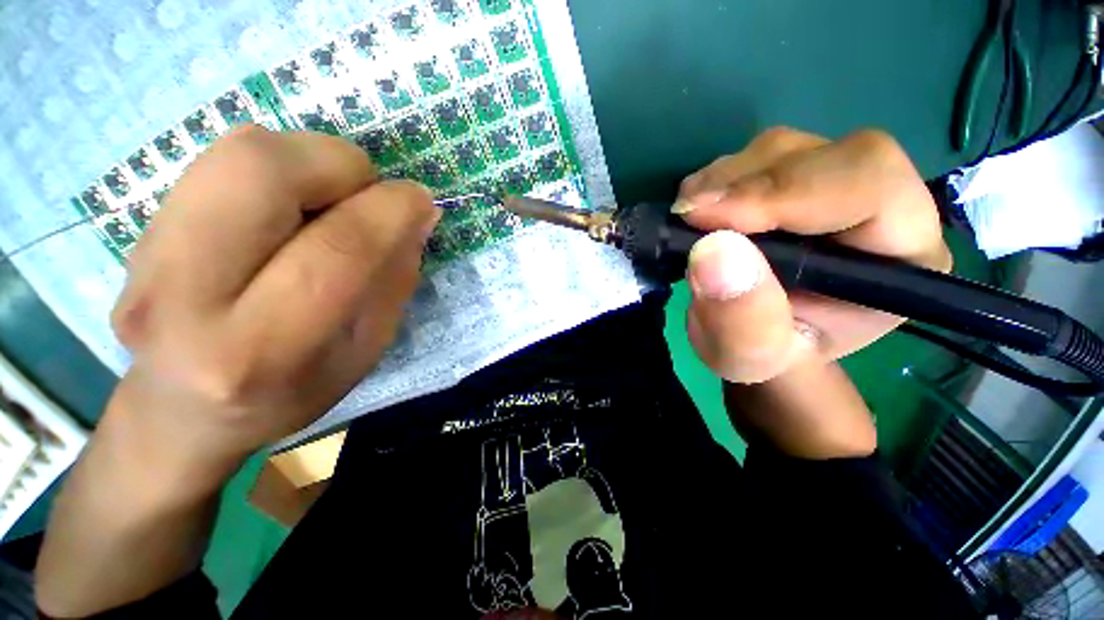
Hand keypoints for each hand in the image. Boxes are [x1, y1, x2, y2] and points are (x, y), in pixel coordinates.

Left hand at [110, 125, 438, 471]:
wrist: (183, 412)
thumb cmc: (291, 392)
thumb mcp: (366, 350)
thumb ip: (393, 279)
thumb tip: (416, 214)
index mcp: (261, 348)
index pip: (338, 248)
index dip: (392, 210)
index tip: (421, 201)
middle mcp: (185, 294)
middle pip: (262, 169)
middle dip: (340, 165)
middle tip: (366, 195)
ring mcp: (147, 254)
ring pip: (239, 150)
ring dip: (310, 160)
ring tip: (329, 202)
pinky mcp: (139, 228)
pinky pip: (220, 160)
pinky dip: (278, 168)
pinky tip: (288, 209)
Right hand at [674, 128, 950, 383]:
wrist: (758, 340)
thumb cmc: (765, 356)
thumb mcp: (749, 356)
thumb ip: (742, 318)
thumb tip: (713, 250)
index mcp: (903, 258)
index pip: (870, 189)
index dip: (787, 193)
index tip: (707, 218)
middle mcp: (881, 208)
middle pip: (825, 157)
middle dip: (747, 183)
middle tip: (687, 214)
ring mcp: (834, 186)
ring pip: (785, 150)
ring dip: (725, 179)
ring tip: (688, 217)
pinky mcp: (794, 181)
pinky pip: (757, 159)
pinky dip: (717, 179)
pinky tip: (697, 209)